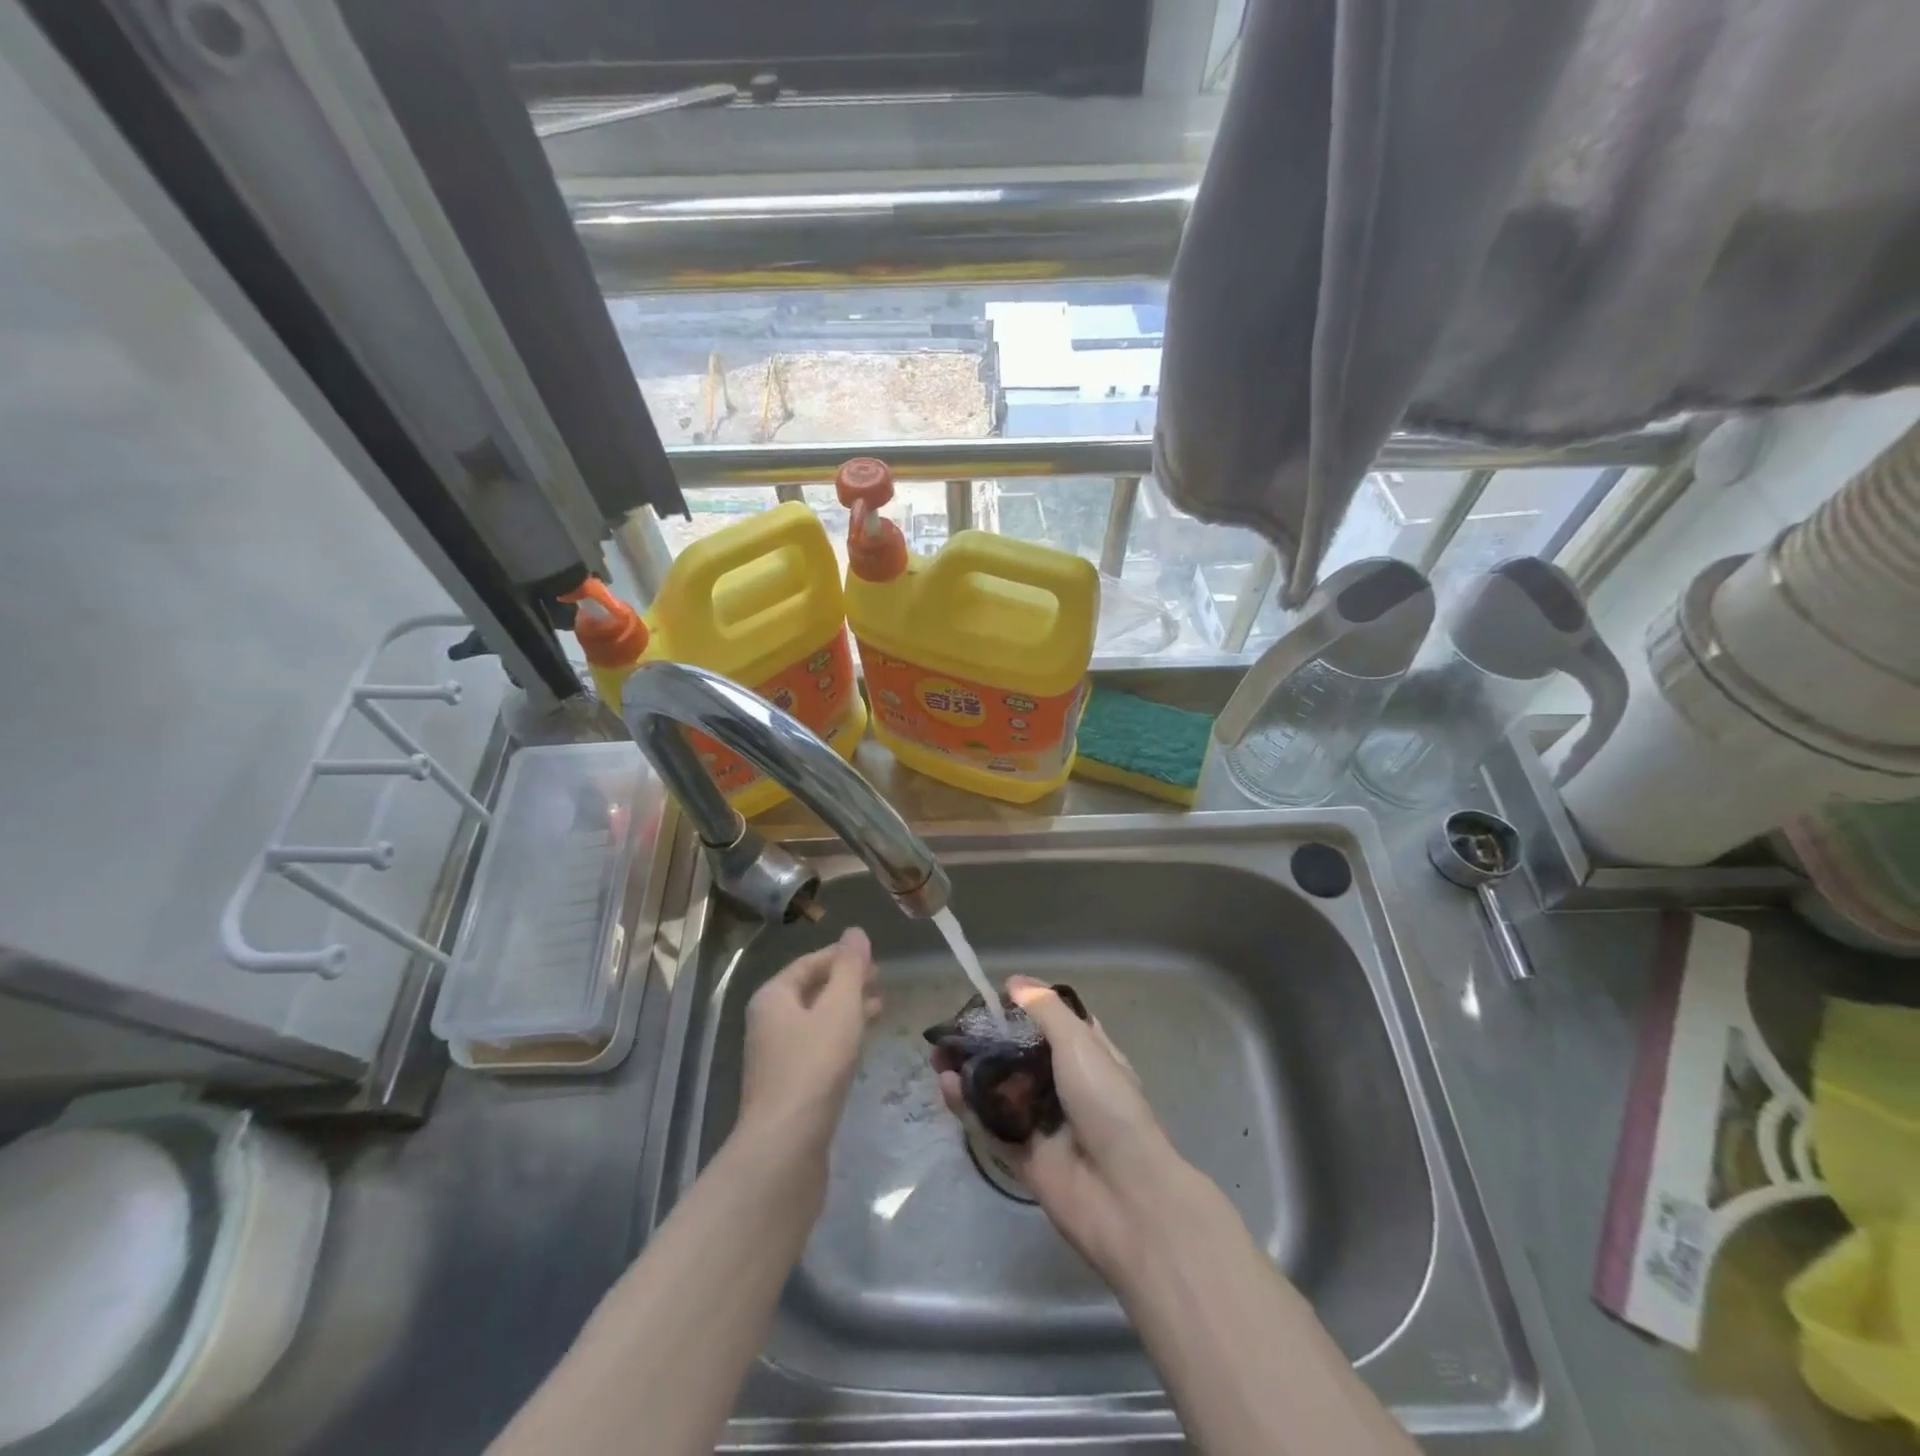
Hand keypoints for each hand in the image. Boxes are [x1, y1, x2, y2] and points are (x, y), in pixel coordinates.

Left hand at [737, 928, 879, 1154]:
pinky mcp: (787, 1083)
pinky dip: (839, 1035)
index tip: (872, 956)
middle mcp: (768, 1020)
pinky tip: (860, 1043)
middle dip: (846, 982)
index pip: (809, 963)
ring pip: (815, 1019)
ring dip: (846, 1009)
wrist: (785, 1143)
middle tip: (880, 979)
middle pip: (810, 990)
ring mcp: (775, 1054)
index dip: (841, 956)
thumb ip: (850, 968)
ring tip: (880, 1007)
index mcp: (774, 996)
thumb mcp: (840, 1007)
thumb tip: (855, 932)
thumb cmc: (814, 1065)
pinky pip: (816, 1045)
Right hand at [935, 975, 1182, 1271]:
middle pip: (1018, 1056)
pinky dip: (968, 1107)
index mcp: (1087, 1056)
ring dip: (970, 1072)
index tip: (991, 997)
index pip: (1052, 1023)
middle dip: (985, 1041)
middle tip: (952, 1030)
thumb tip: (1015, 982)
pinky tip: (948, 1086)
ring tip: (939, 1055)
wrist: (1124, 1195)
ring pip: (999, 1090)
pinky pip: (990, 1127)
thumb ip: (1046, 1011)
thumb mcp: (1081, 1044)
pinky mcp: (1023, 1157)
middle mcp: (1064, 1086)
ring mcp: (1043, 1123)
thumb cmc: (1108, 1105)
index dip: (1024, 1009)